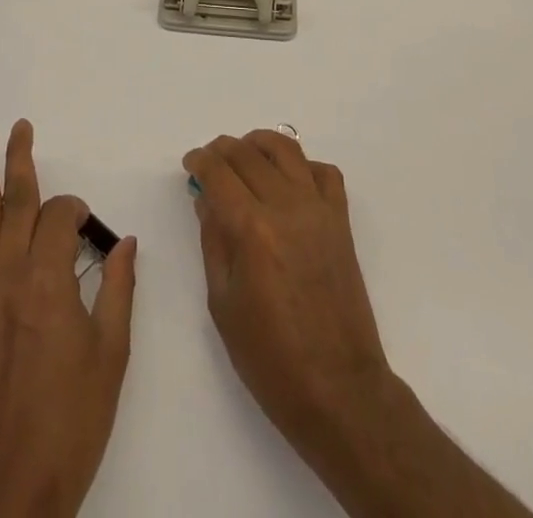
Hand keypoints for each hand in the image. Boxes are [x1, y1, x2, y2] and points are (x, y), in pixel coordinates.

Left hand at [0, 120, 137, 517]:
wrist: (5, 486)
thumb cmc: (68, 422)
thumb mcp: (111, 356)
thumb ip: (119, 289)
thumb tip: (125, 242)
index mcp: (49, 281)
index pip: (58, 217)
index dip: (75, 212)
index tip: (85, 228)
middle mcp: (8, 274)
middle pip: (15, 200)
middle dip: (21, 158)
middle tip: (21, 125)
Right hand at [184, 131, 532, 517]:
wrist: (338, 388)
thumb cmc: (270, 357)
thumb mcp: (223, 303)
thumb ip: (213, 240)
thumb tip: (206, 198)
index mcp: (252, 229)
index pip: (219, 172)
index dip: (200, 161)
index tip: (190, 164)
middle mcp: (286, 206)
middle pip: (248, 153)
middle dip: (222, 149)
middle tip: (210, 161)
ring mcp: (318, 210)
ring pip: (287, 149)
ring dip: (260, 143)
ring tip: (245, 155)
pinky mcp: (341, 221)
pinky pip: (324, 172)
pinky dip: (303, 165)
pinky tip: (288, 180)